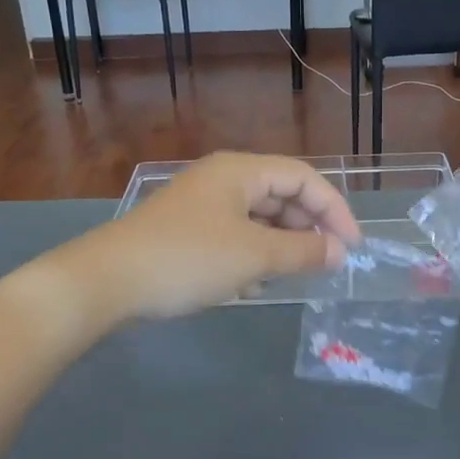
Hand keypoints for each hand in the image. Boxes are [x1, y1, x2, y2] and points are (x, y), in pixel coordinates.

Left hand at [60, 152, 360, 321]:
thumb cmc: (188, 259)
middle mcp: (223, 179)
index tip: (352, 247)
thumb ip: (302, 251)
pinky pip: (234, 236)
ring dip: (278, 247)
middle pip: (281, 196)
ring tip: (285, 279)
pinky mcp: (186, 231)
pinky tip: (248, 287)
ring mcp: (202, 205)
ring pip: (258, 219)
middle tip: (323, 265)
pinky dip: (250, 257)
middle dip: (306, 230)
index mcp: (241, 171)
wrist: (108, 281)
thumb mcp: (254, 256)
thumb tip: (339, 252)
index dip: (334, 210)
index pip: (304, 178)